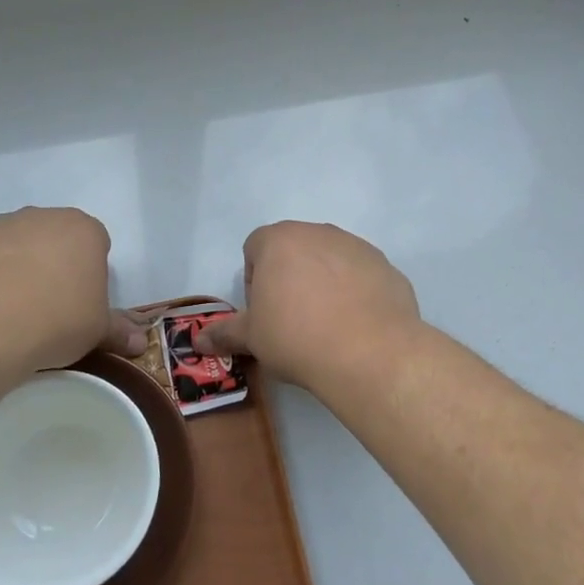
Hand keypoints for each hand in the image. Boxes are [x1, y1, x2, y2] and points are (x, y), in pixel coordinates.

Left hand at [0, 208, 146, 373]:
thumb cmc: (55, 322)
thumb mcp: (97, 331)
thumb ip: (118, 331)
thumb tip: (141, 344)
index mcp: (83, 230)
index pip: (96, 243)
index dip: (90, 273)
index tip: (81, 302)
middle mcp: (41, 218)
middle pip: (54, 239)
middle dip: (54, 264)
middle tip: (49, 306)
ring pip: (15, 246)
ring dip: (16, 268)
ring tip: (11, 312)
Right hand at [193, 222, 421, 394]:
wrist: (369, 352)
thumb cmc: (297, 338)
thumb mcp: (253, 339)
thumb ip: (225, 333)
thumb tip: (198, 341)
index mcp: (279, 240)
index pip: (255, 248)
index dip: (255, 281)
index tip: (264, 313)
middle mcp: (318, 232)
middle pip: (294, 250)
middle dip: (289, 279)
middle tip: (292, 321)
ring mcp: (356, 246)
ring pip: (330, 260)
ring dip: (324, 283)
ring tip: (327, 326)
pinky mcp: (385, 266)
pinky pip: (361, 276)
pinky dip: (356, 293)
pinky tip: (356, 326)